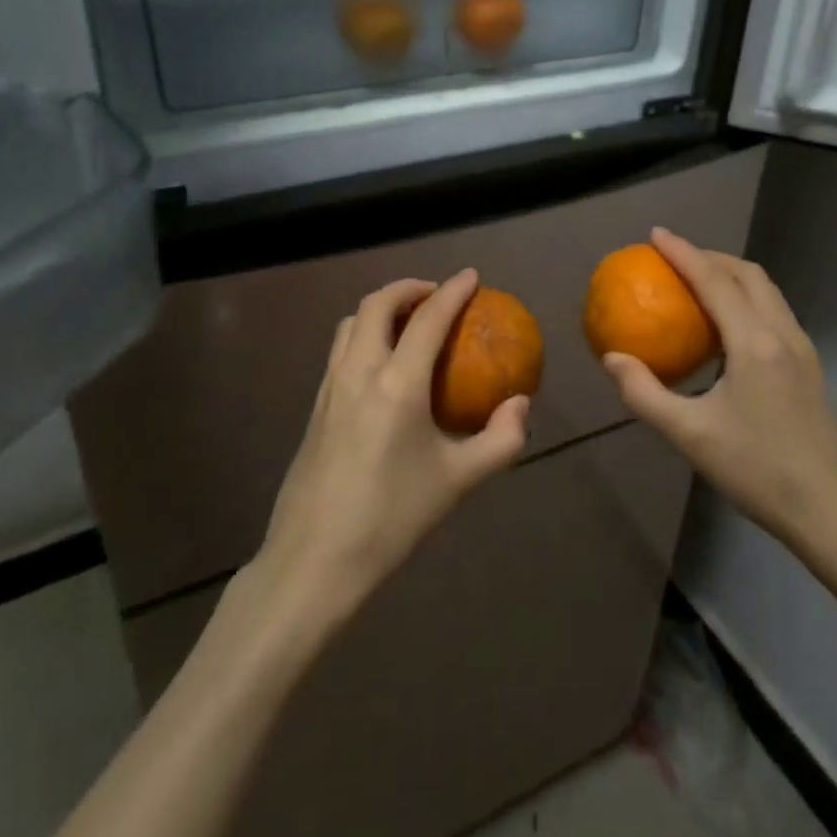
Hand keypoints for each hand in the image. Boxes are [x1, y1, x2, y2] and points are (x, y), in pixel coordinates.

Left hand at [257, 269, 531, 621]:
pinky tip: (380, 366)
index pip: (428, 319)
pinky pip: (340, 349)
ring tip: (407, 322)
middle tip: (434, 296)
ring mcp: (330, 387)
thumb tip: (521, 405)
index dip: (452, 291)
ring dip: (381, 308)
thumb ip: (499, 440)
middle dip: (408, 288)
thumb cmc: (392, 518)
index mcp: (397, 384)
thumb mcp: (458, 482)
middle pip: (377, 304)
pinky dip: (364, 334)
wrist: (315, 560)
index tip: (471, 276)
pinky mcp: (315, 406)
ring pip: (351, 323)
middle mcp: (359, 372)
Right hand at [601, 228, 836, 577]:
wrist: (832, 511)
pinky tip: (726, 326)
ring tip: (698, 282)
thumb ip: (645, 394)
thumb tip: (612, 359)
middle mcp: (782, 334)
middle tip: (674, 258)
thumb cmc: (758, 471)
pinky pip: (774, 311)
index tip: (655, 235)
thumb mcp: (690, 435)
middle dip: (710, 256)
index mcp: (754, 343)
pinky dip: (746, 298)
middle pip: (748, 274)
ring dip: (732, 275)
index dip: (683, 252)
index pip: (714, 280)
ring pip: (767, 290)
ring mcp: (802, 349)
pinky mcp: (809, 366)